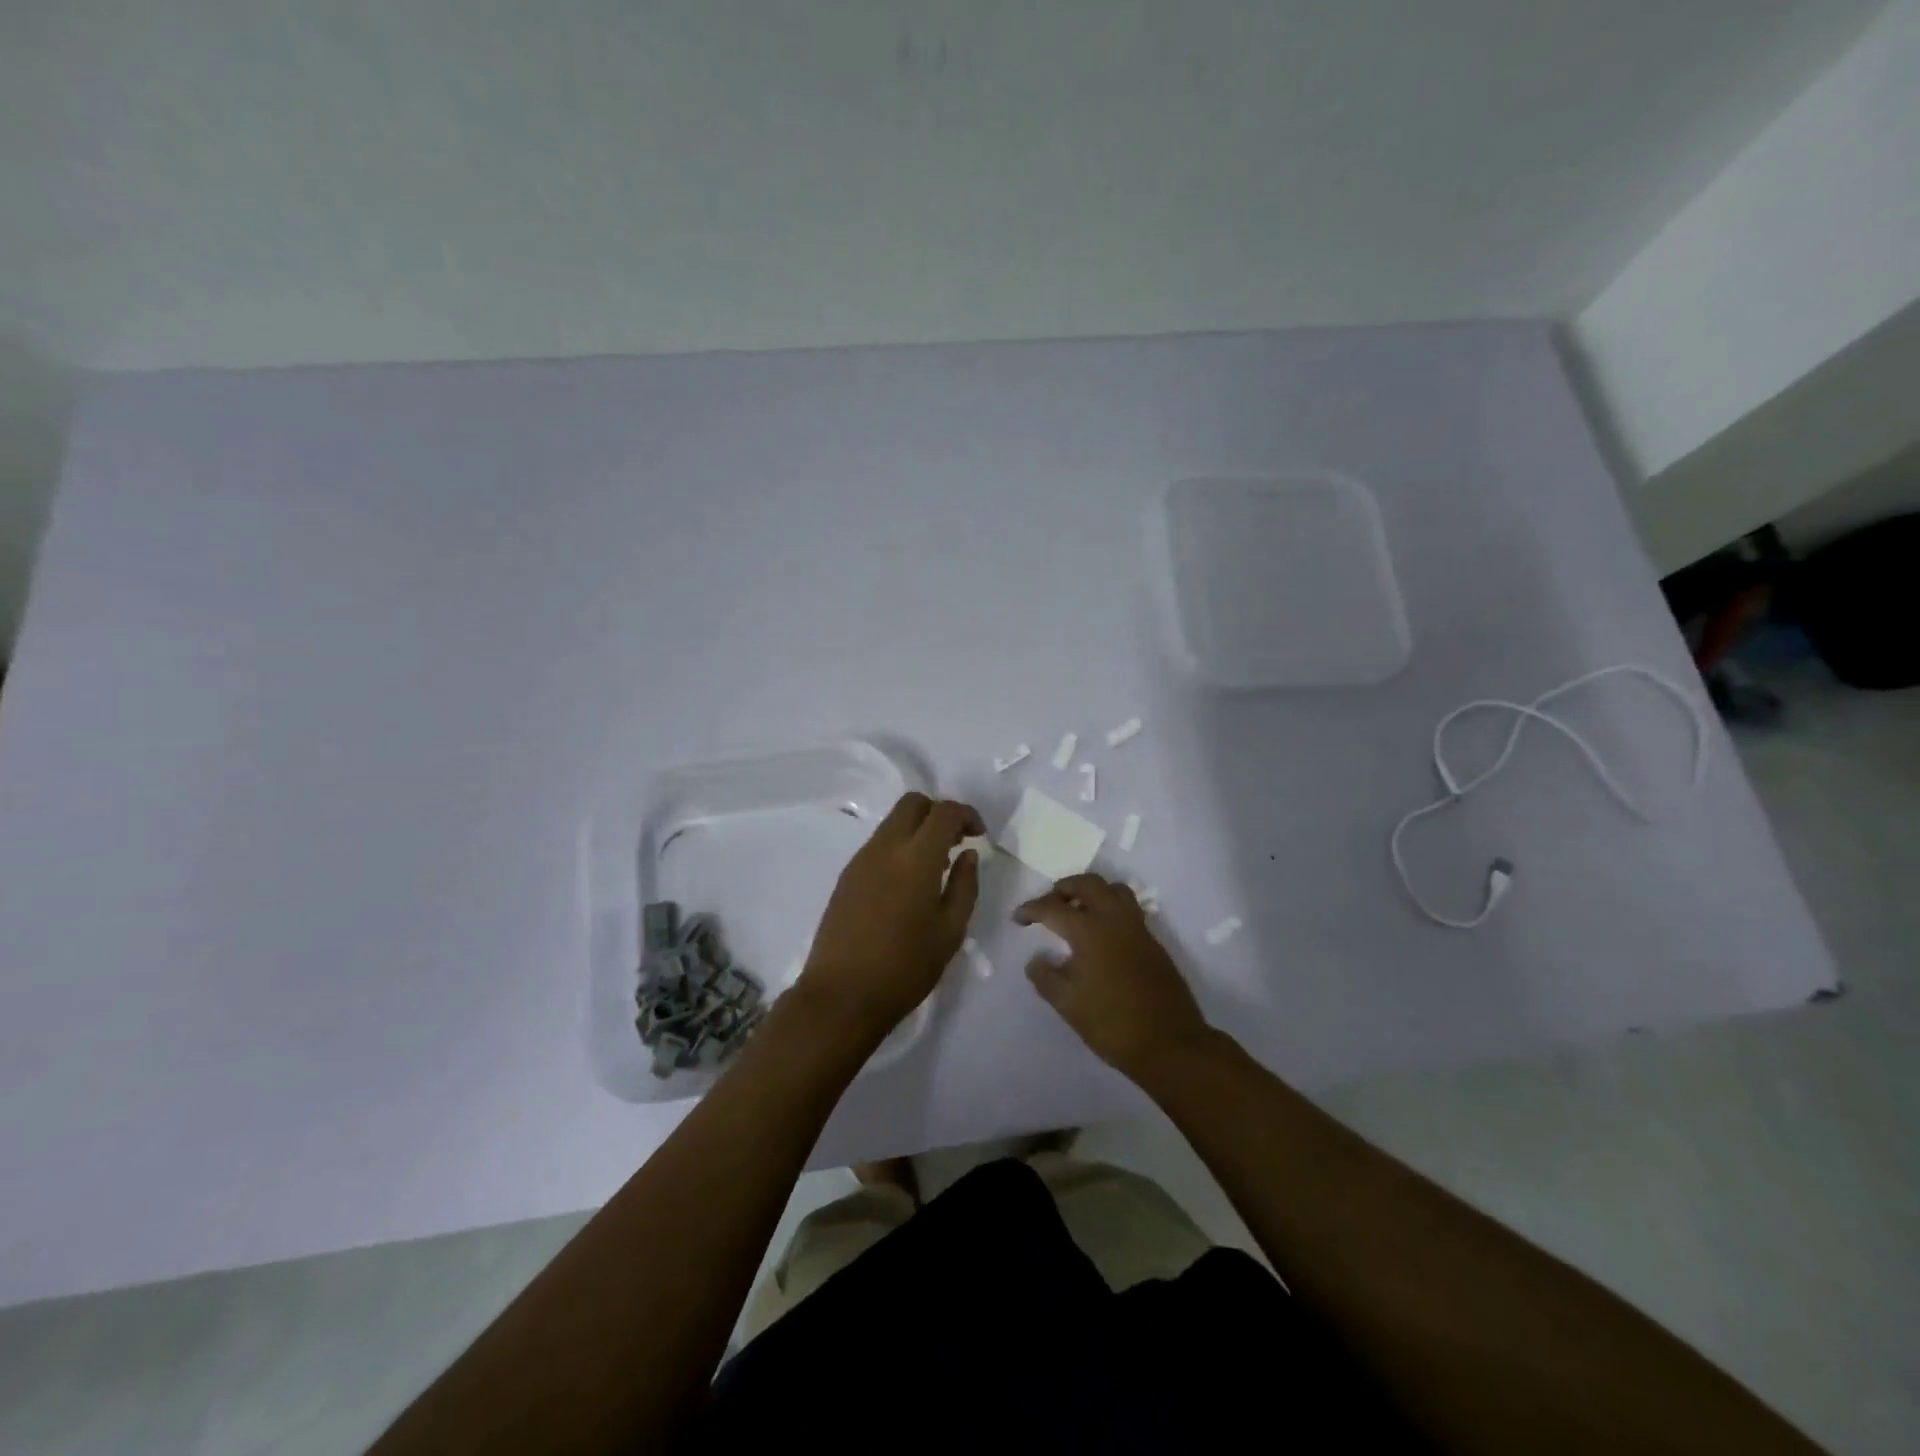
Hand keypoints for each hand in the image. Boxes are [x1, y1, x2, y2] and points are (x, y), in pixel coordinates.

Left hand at [798, 792, 982, 1040]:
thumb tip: (968, 854)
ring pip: (893, 821)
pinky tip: (907, 883)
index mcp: (916, 858)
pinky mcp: (846, 876)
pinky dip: (899, 846)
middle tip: (956, 842)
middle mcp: (885, 848)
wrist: (842, 995)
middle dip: (939, 812)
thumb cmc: (905, 967)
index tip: (979, 835)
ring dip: (918, 829)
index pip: (944, 812)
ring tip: (935, 866)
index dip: (966, 814)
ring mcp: (861, 859)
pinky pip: (878, 843)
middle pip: (912, 803)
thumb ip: (965, 885)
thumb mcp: (950, 931)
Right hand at [1015, 873, 1211, 1077]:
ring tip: (1077, 912)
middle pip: (1088, 883)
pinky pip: (1129, 909)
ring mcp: (1138, 929)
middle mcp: (1115, 920)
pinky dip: (1111, 908)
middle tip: (1049, 903)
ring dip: (1092, 892)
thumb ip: (1045, 977)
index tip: (1018, 918)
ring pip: (1114, 890)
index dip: (1031, 909)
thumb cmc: (1112, 1024)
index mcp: (1090, 931)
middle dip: (1065, 887)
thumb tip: (1035, 960)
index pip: (1053, 907)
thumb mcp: (1068, 1004)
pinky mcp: (1153, 942)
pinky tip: (1102, 934)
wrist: (1170, 1044)